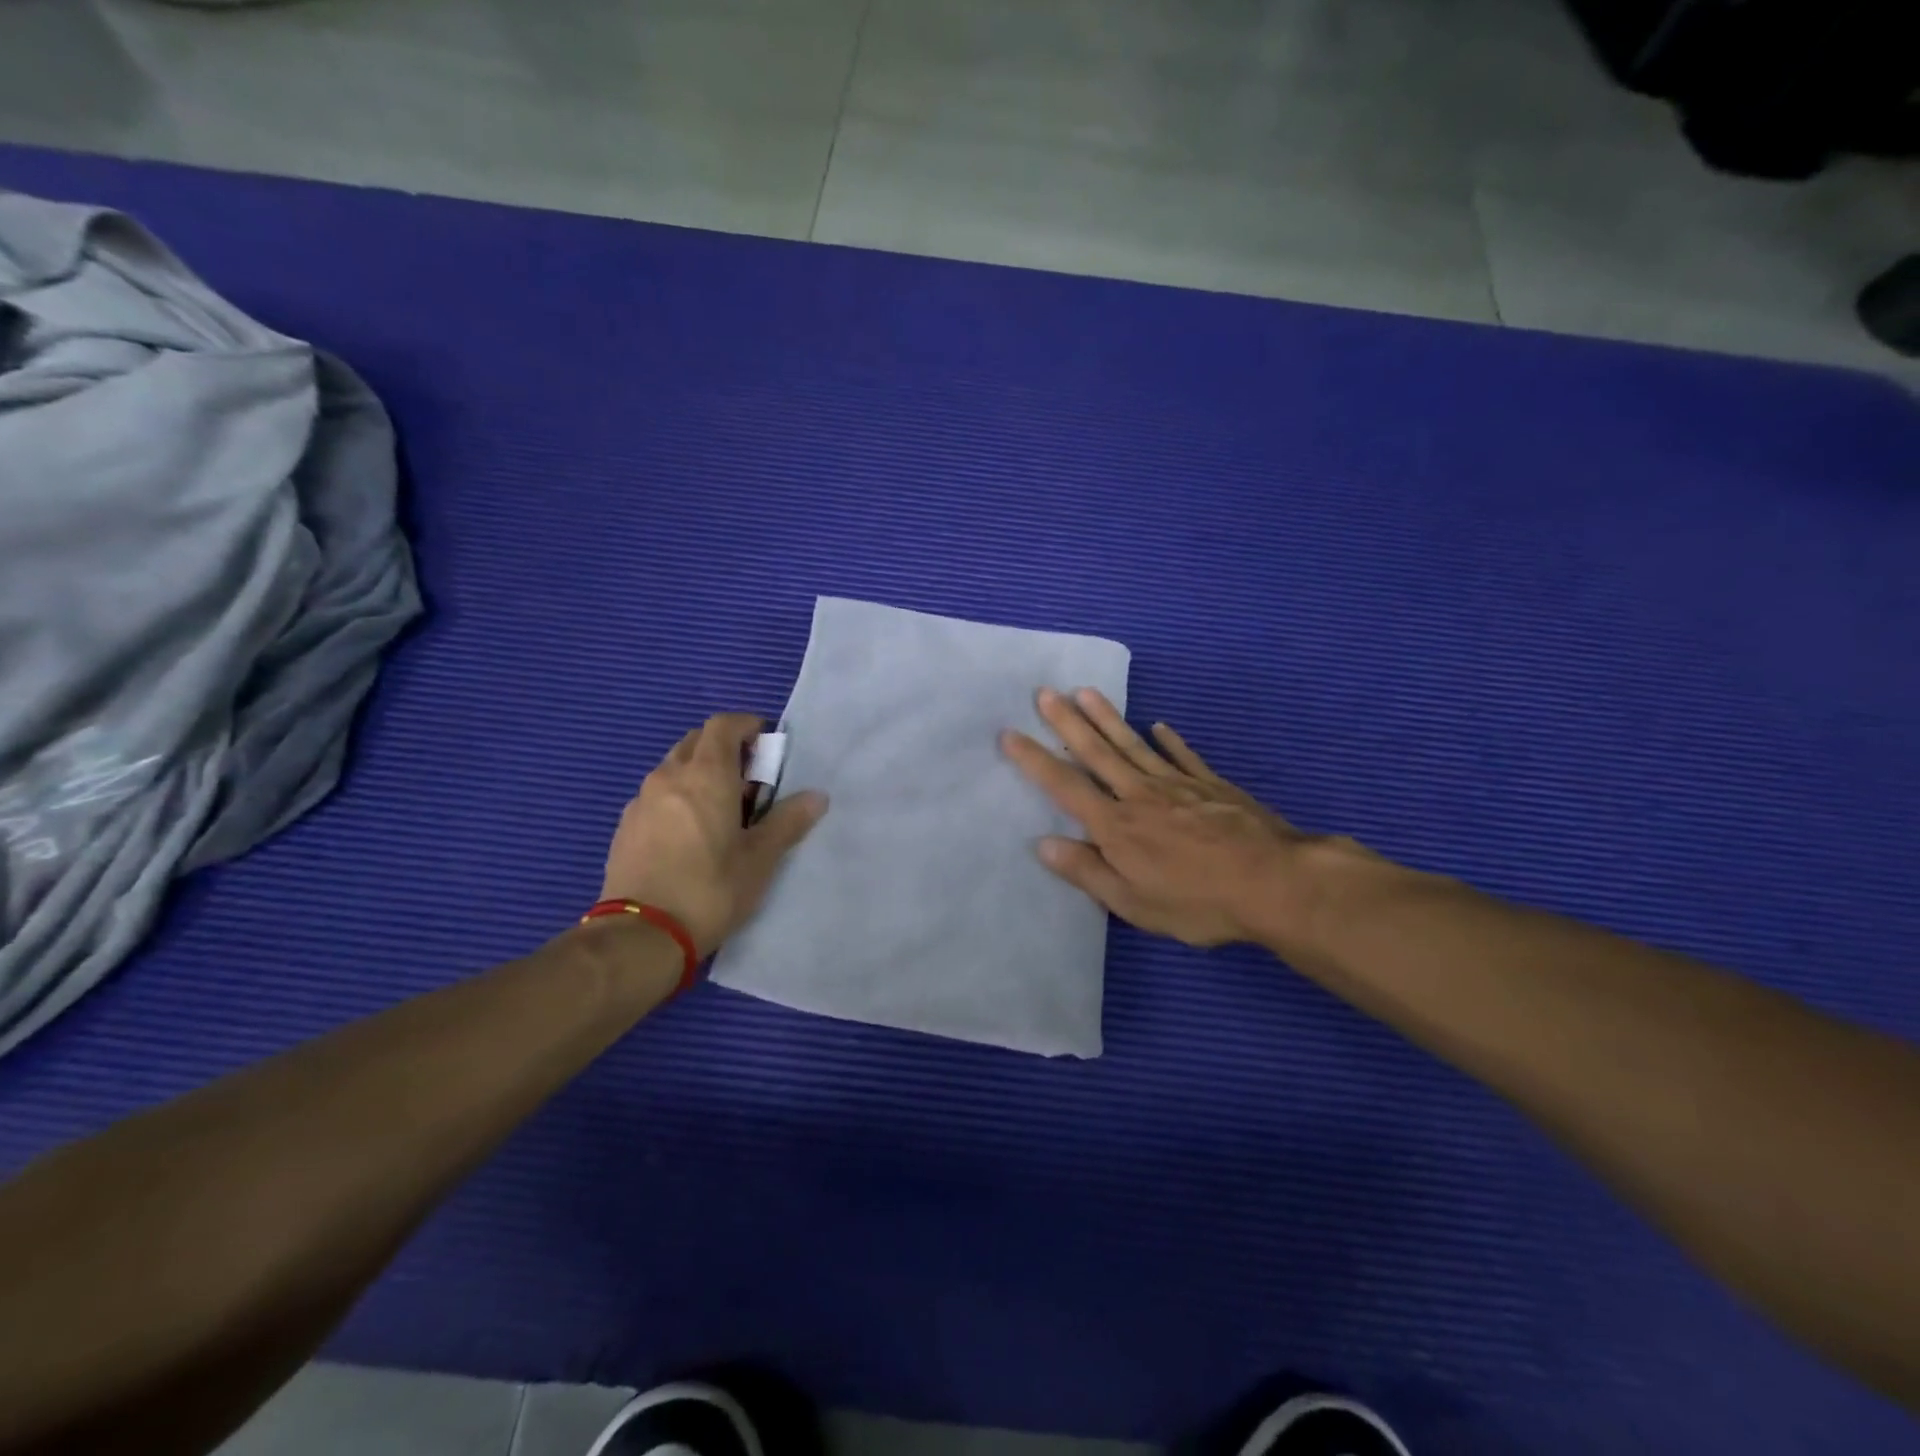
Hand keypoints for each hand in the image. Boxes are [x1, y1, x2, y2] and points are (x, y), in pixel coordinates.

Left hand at [601, 713, 826, 956]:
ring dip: (699, 773)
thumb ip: (788, 821)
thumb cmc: (710, 889)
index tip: (766, 742)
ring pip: (674, 768)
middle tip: (749, 780)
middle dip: (725, 749)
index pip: (723, 725)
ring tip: (721, 809)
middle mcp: (669, 776)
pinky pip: (657, 795)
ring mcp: (641, 801)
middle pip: (696, 742)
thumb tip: (817, 797)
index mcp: (706, 775)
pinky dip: (678, 797)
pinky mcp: (625, 826)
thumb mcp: (760, 859)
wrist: (641, 935)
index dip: (747, 726)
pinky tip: (690, 833)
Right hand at [1003, 688, 1338, 947]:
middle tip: (1045, 692)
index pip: (1065, 786)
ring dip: (1107, 718)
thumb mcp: (1134, 903)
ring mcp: (1177, 785)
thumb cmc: (1198, 901)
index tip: (1010, 733)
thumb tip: (1043, 844)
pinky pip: (1183, 756)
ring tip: (1086, 692)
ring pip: (1134, 744)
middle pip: (1097, 753)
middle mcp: (1140, 795)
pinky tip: (1159, 726)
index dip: (1035, 760)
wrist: (1274, 881)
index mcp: (1116, 826)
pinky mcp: (1210, 785)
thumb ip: (1088, 872)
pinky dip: (1169, 740)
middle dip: (1067, 723)